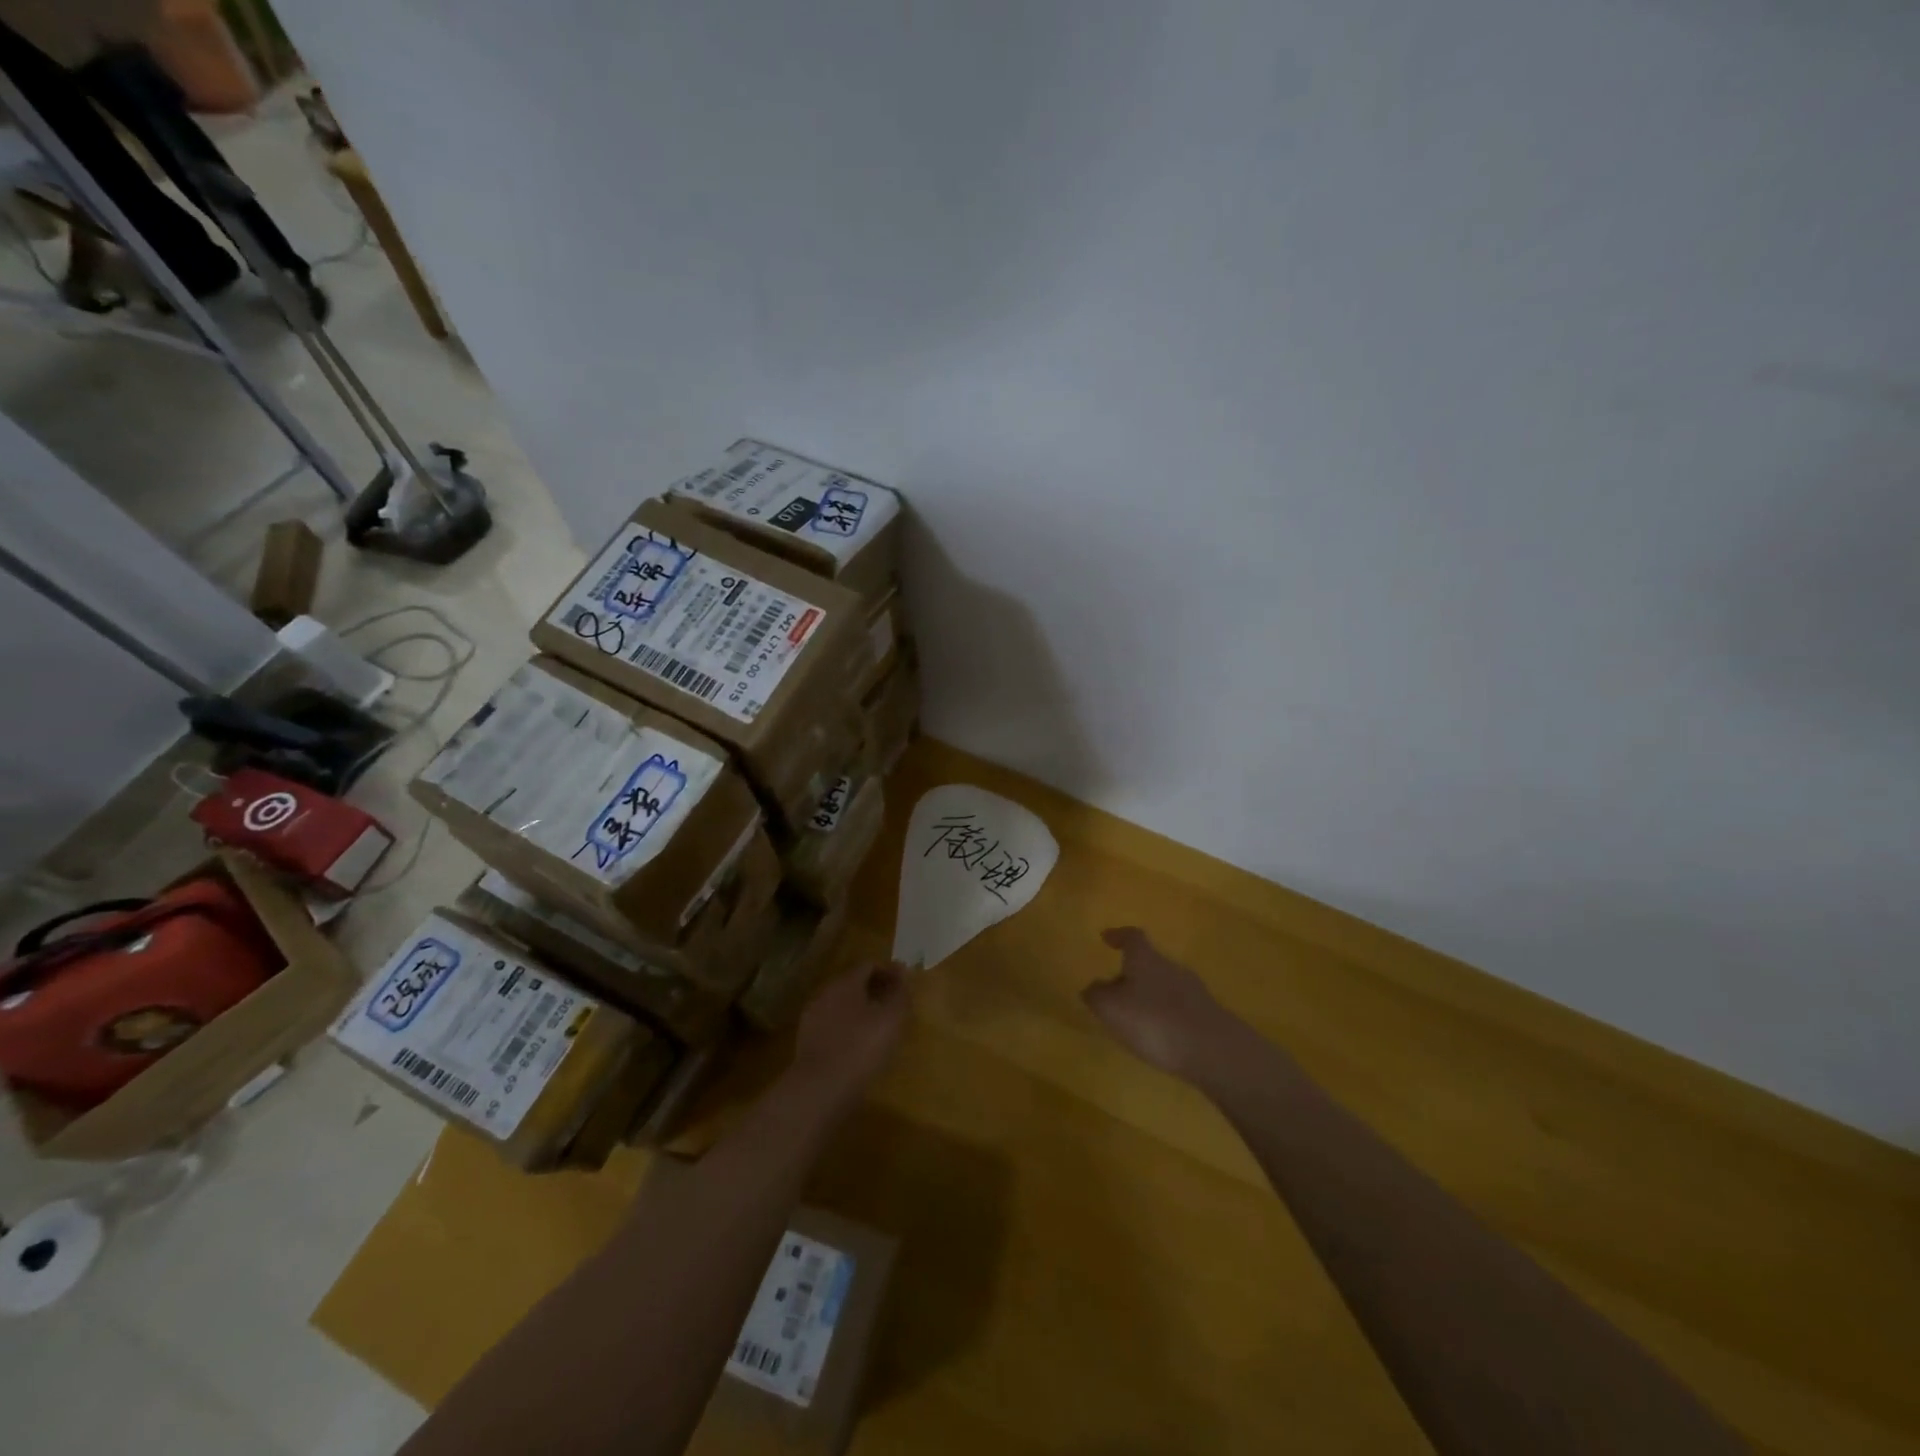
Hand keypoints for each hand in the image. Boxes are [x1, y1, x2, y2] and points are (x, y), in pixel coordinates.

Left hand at [788, 963, 911, 1108]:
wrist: (819, 1089)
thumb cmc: (861, 1048)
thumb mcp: (891, 1019)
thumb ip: (900, 993)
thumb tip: (903, 973)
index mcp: (845, 982)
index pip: (868, 965)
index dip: (889, 971)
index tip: (904, 985)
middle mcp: (825, 993)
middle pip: (853, 983)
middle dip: (875, 989)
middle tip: (894, 1004)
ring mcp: (813, 1017)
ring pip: (841, 1004)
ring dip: (861, 1009)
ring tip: (879, 1027)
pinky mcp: (807, 1040)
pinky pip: (832, 1024)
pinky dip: (848, 1027)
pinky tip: (858, 1045)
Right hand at [1083, 927, 1239, 1079]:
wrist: (1214, 1050)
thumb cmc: (1154, 1021)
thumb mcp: (1111, 1009)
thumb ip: (1096, 995)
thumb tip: (1091, 987)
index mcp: (1145, 959)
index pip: (1132, 936)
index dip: (1118, 935)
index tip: (1106, 937)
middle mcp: (1170, 967)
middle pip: (1148, 961)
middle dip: (1130, 972)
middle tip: (1113, 989)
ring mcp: (1193, 990)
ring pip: (1163, 984)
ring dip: (1147, 995)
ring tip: (1133, 1017)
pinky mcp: (1207, 1015)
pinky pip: (1178, 1007)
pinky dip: (1164, 1014)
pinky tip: (1159, 1035)